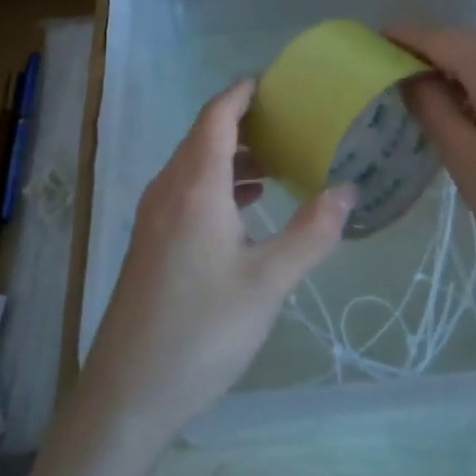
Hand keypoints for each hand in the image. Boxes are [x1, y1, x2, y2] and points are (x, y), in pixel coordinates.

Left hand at [78, 79, 352, 443]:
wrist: (128, 394)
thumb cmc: (201, 331)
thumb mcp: (268, 283)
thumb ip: (311, 232)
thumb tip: (347, 190)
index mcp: (195, 186)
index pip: (217, 115)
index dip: (243, 92)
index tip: (276, 80)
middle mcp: (168, 190)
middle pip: (204, 135)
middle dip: (244, 121)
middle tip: (290, 120)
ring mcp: (153, 217)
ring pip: (194, 165)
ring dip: (232, 155)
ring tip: (277, 162)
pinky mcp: (150, 243)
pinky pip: (186, 191)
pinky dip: (218, 183)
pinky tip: (246, 208)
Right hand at [390, 25, 475, 296]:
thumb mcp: (465, 158)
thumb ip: (431, 108)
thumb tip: (410, 76)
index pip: (439, 39)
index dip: (404, 37)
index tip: (372, 39)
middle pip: (465, 46)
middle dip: (427, 55)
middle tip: (390, 75)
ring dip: (455, 72)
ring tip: (423, 96)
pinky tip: (468, 110)